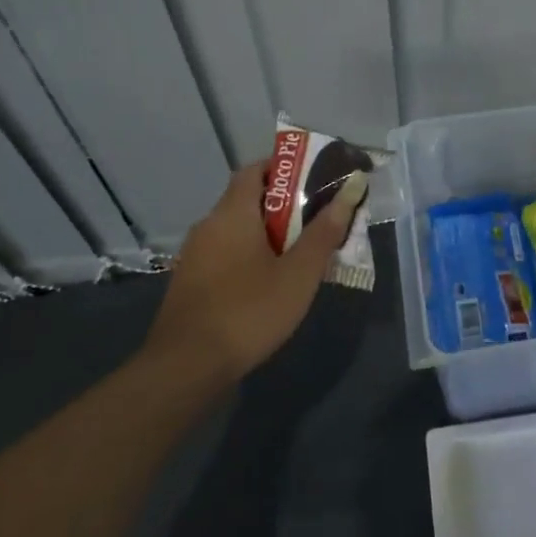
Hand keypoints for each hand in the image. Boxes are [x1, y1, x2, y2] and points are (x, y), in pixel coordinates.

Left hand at [145, 158, 368, 380]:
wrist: (187, 367)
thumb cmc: (248, 311)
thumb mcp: (299, 274)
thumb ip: (324, 232)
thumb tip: (349, 192)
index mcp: (232, 213)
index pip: (255, 170)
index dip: (285, 169)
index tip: (314, 180)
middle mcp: (209, 225)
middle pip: (248, 200)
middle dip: (284, 205)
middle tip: (318, 220)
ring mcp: (195, 255)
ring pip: (237, 230)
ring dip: (268, 234)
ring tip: (301, 253)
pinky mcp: (191, 282)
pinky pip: (226, 254)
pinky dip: (250, 255)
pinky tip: (270, 282)